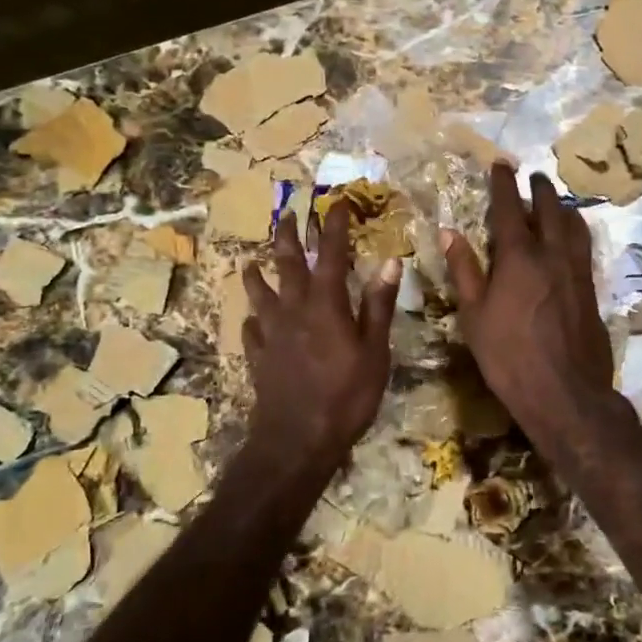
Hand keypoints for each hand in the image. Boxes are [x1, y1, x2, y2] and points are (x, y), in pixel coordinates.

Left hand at [241, 201, 400, 480]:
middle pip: (288, 264)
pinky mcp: (259, 357)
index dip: (335, 226)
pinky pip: (252, 330)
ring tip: (251, 261)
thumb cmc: (346, 396)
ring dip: (257, 274)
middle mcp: (294, 310)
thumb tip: (390, 261)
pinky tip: (251, 320)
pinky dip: (252, 320)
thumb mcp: (374, 352)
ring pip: (261, 294)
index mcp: (326, 304)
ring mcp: (271, 333)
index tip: (338, 202)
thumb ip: (378, 305)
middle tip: (287, 214)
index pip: (331, 254)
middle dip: (289, 236)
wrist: (296, 439)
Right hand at [441, 163, 626, 458]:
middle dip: (539, 189)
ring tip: (555, 201)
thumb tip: (449, 232)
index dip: (503, 184)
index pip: (509, 208)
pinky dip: (575, 231)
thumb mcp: (474, 315)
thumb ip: (464, 270)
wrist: (564, 392)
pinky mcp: (591, 289)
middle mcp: (552, 254)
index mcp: (519, 257)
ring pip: (573, 225)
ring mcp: (577, 271)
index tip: (501, 164)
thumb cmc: (508, 355)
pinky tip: (572, 238)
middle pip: (549, 209)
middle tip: (532, 176)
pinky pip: (584, 247)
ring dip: (562, 207)